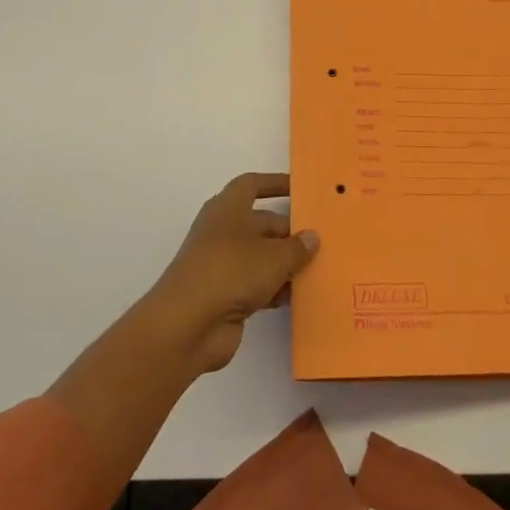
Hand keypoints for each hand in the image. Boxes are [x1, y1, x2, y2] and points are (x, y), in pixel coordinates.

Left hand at [143, 173, 319, 374]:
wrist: (187, 326)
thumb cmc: (230, 272)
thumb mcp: (273, 256)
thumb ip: (296, 247)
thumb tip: (312, 236)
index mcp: (228, 208)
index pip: (252, 185)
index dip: (275, 183)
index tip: (300, 188)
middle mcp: (224, 231)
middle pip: (262, 223)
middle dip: (290, 231)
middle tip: (322, 240)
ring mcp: (223, 264)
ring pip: (261, 256)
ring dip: (285, 263)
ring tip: (318, 269)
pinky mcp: (225, 295)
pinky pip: (257, 285)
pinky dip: (275, 288)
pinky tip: (299, 296)